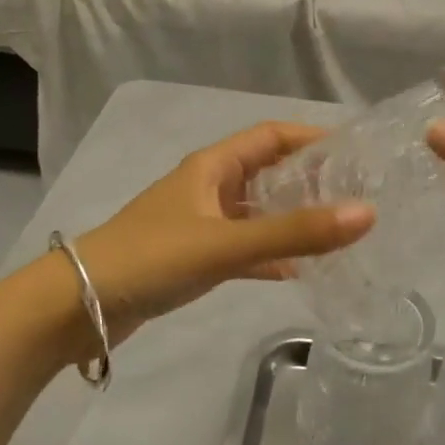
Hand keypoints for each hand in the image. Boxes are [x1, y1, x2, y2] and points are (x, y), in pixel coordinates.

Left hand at [73, 121, 373, 345]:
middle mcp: (209, 187)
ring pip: (259, 213)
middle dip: (311, 180)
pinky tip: (301, 272)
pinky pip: (245, 249)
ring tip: (340, 232)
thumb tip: (368, 214)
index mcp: (212, 166)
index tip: (357, 152)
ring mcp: (201, 224)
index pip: (272, 136)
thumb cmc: (151, 258)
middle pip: (269, 172)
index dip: (313, 137)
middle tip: (358, 196)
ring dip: (293, 219)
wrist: (76, 308)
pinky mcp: (194, 258)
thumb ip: (295, 232)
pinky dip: (271, 256)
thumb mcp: (226, 243)